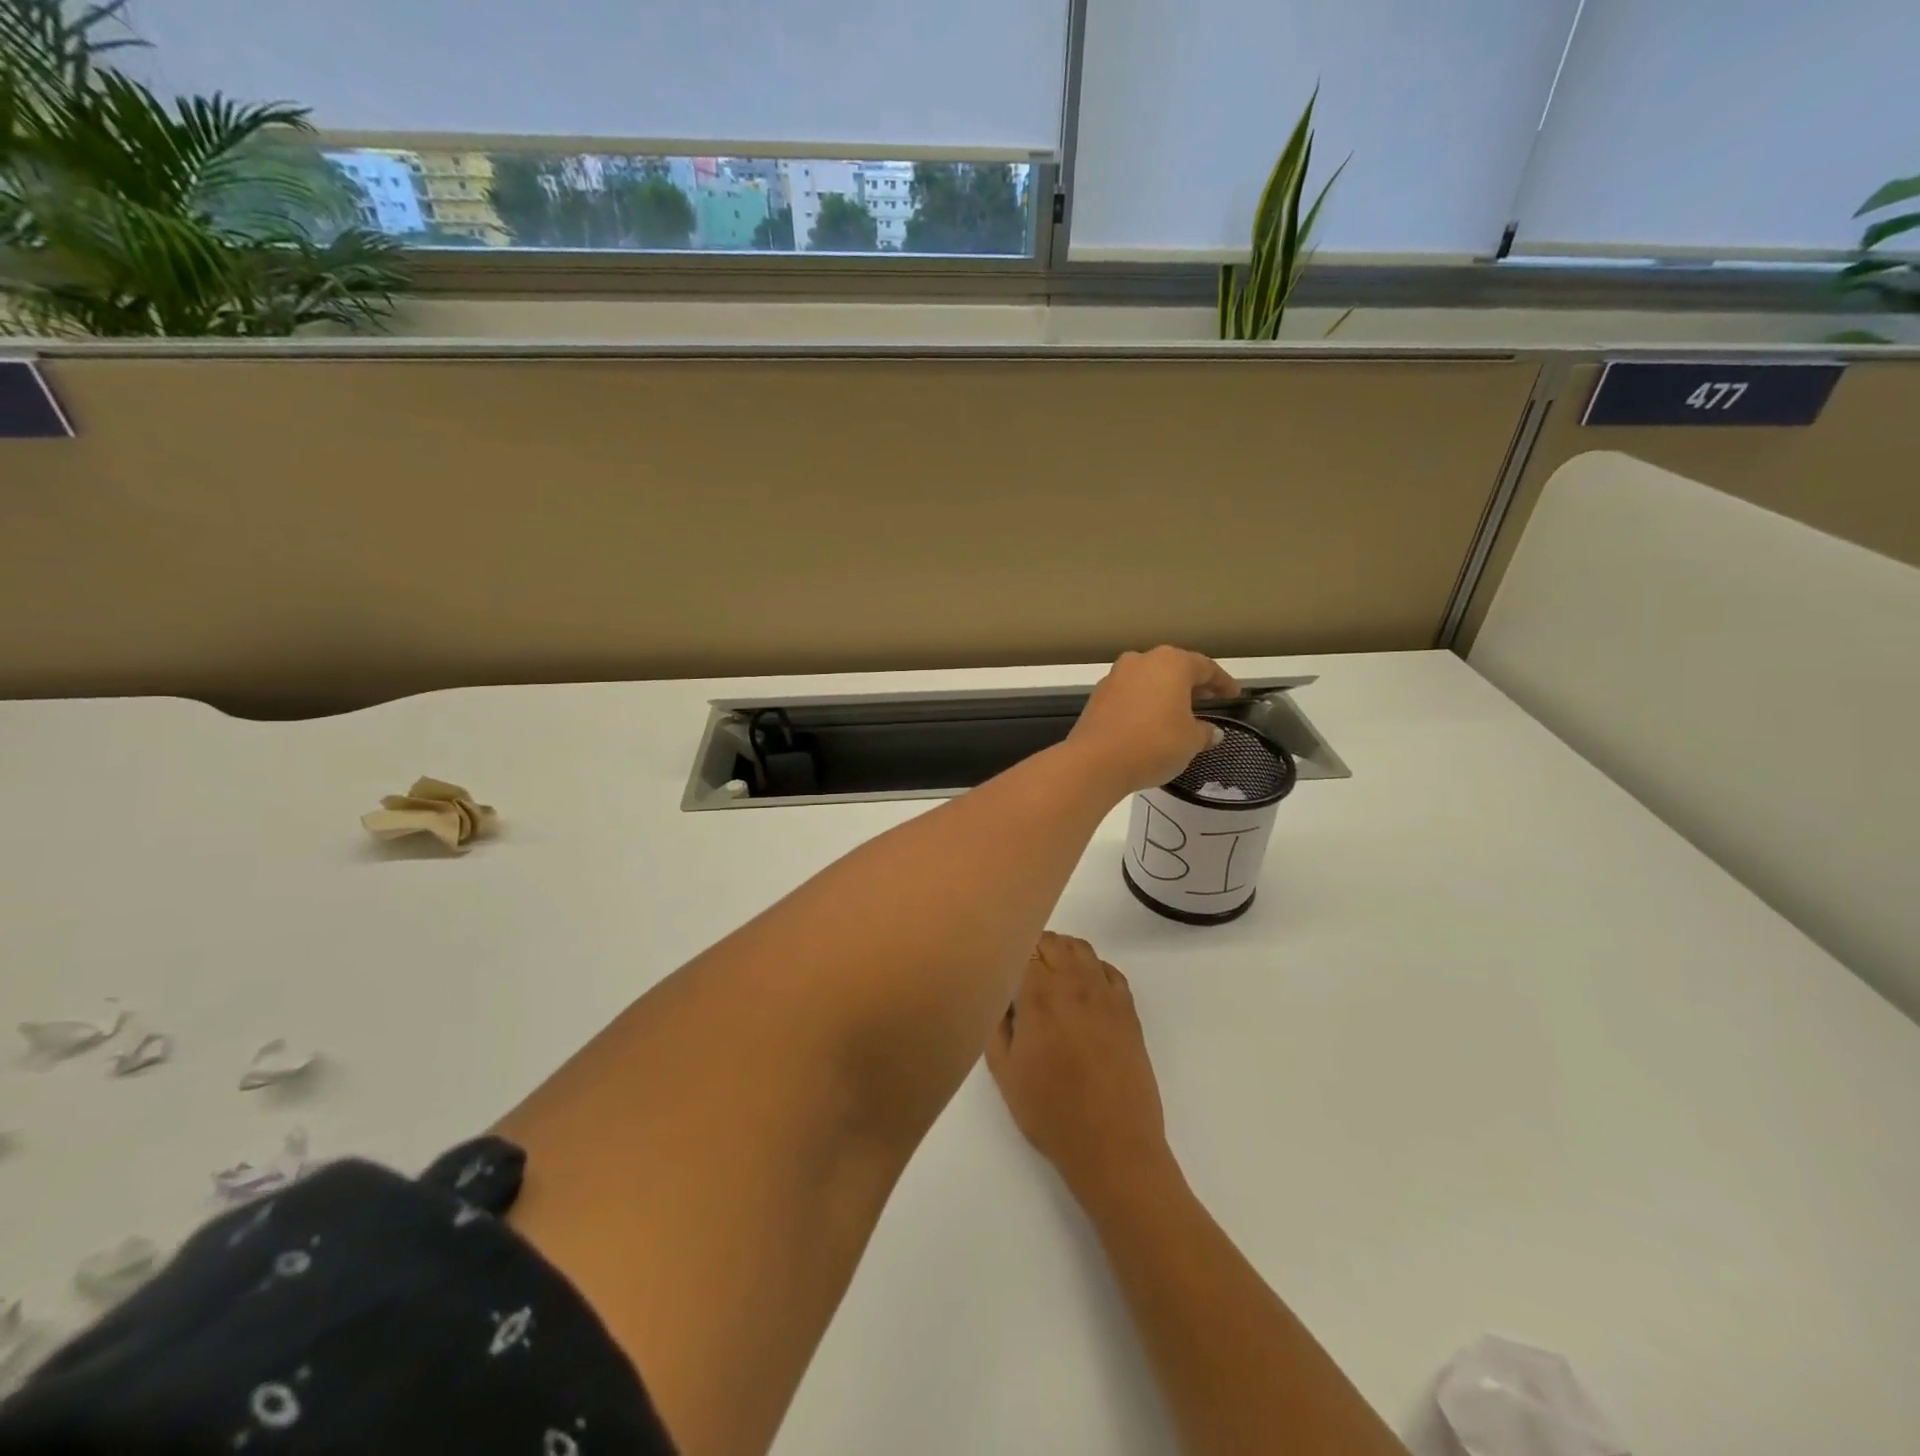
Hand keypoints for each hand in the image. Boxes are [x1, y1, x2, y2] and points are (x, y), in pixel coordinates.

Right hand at [986, 933, 1173, 1199]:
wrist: (1113, 1144)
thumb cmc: (1050, 1112)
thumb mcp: (1004, 1072)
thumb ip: (997, 1024)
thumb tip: (1000, 995)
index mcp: (1039, 995)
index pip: (1023, 947)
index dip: (1009, 952)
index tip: (1000, 965)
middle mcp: (1074, 983)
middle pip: (1053, 940)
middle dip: (1033, 947)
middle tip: (1020, 973)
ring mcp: (1106, 994)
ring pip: (1081, 949)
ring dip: (1062, 952)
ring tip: (1050, 976)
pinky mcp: (1128, 1010)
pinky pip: (1109, 969)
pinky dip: (1092, 968)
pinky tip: (1083, 989)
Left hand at [1068, 647, 1239, 795]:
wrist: (1095, 761)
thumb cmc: (1154, 744)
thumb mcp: (1191, 741)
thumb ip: (1205, 732)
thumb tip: (1211, 731)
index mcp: (1171, 663)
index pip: (1205, 667)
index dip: (1222, 683)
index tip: (1233, 696)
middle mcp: (1141, 660)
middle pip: (1174, 668)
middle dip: (1192, 685)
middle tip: (1208, 701)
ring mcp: (1115, 676)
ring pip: (1149, 679)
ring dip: (1165, 693)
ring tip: (1180, 713)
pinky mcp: (1097, 695)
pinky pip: (1130, 694)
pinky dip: (1144, 703)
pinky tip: (1150, 722)